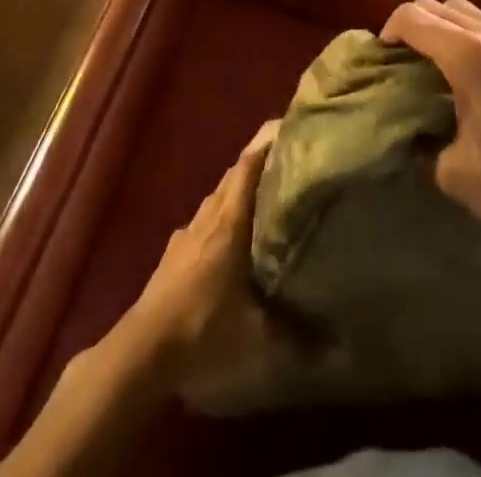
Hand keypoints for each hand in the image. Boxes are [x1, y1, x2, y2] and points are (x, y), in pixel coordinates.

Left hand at [121, 121, 277, 380]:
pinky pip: (201, 222)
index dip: (266, 143)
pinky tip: (225, 239)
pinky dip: (218, 218)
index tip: (288, 128)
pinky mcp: (171, 255)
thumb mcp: (256, 338)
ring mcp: (185, 235)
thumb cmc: (203, 329)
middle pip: (232, 176)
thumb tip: (338, 348)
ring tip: (260, 199)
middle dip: (257, 164)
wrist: (141, 352)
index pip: (247, 165)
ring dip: (236, 191)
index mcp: (229, 222)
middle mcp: (207, 218)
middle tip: (285, 164)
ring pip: (215, 198)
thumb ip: (297, 339)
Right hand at [380, 0, 480, 254]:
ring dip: (447, 25)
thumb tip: (418, 137)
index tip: (383, 55)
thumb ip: (426, 147)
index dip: (390, 29)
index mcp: (468, 57)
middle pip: (440, 6)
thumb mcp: (458, 176)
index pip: (414, 18)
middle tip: (404, 58)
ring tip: (440, 59)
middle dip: (414, 24)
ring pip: (472, 10)